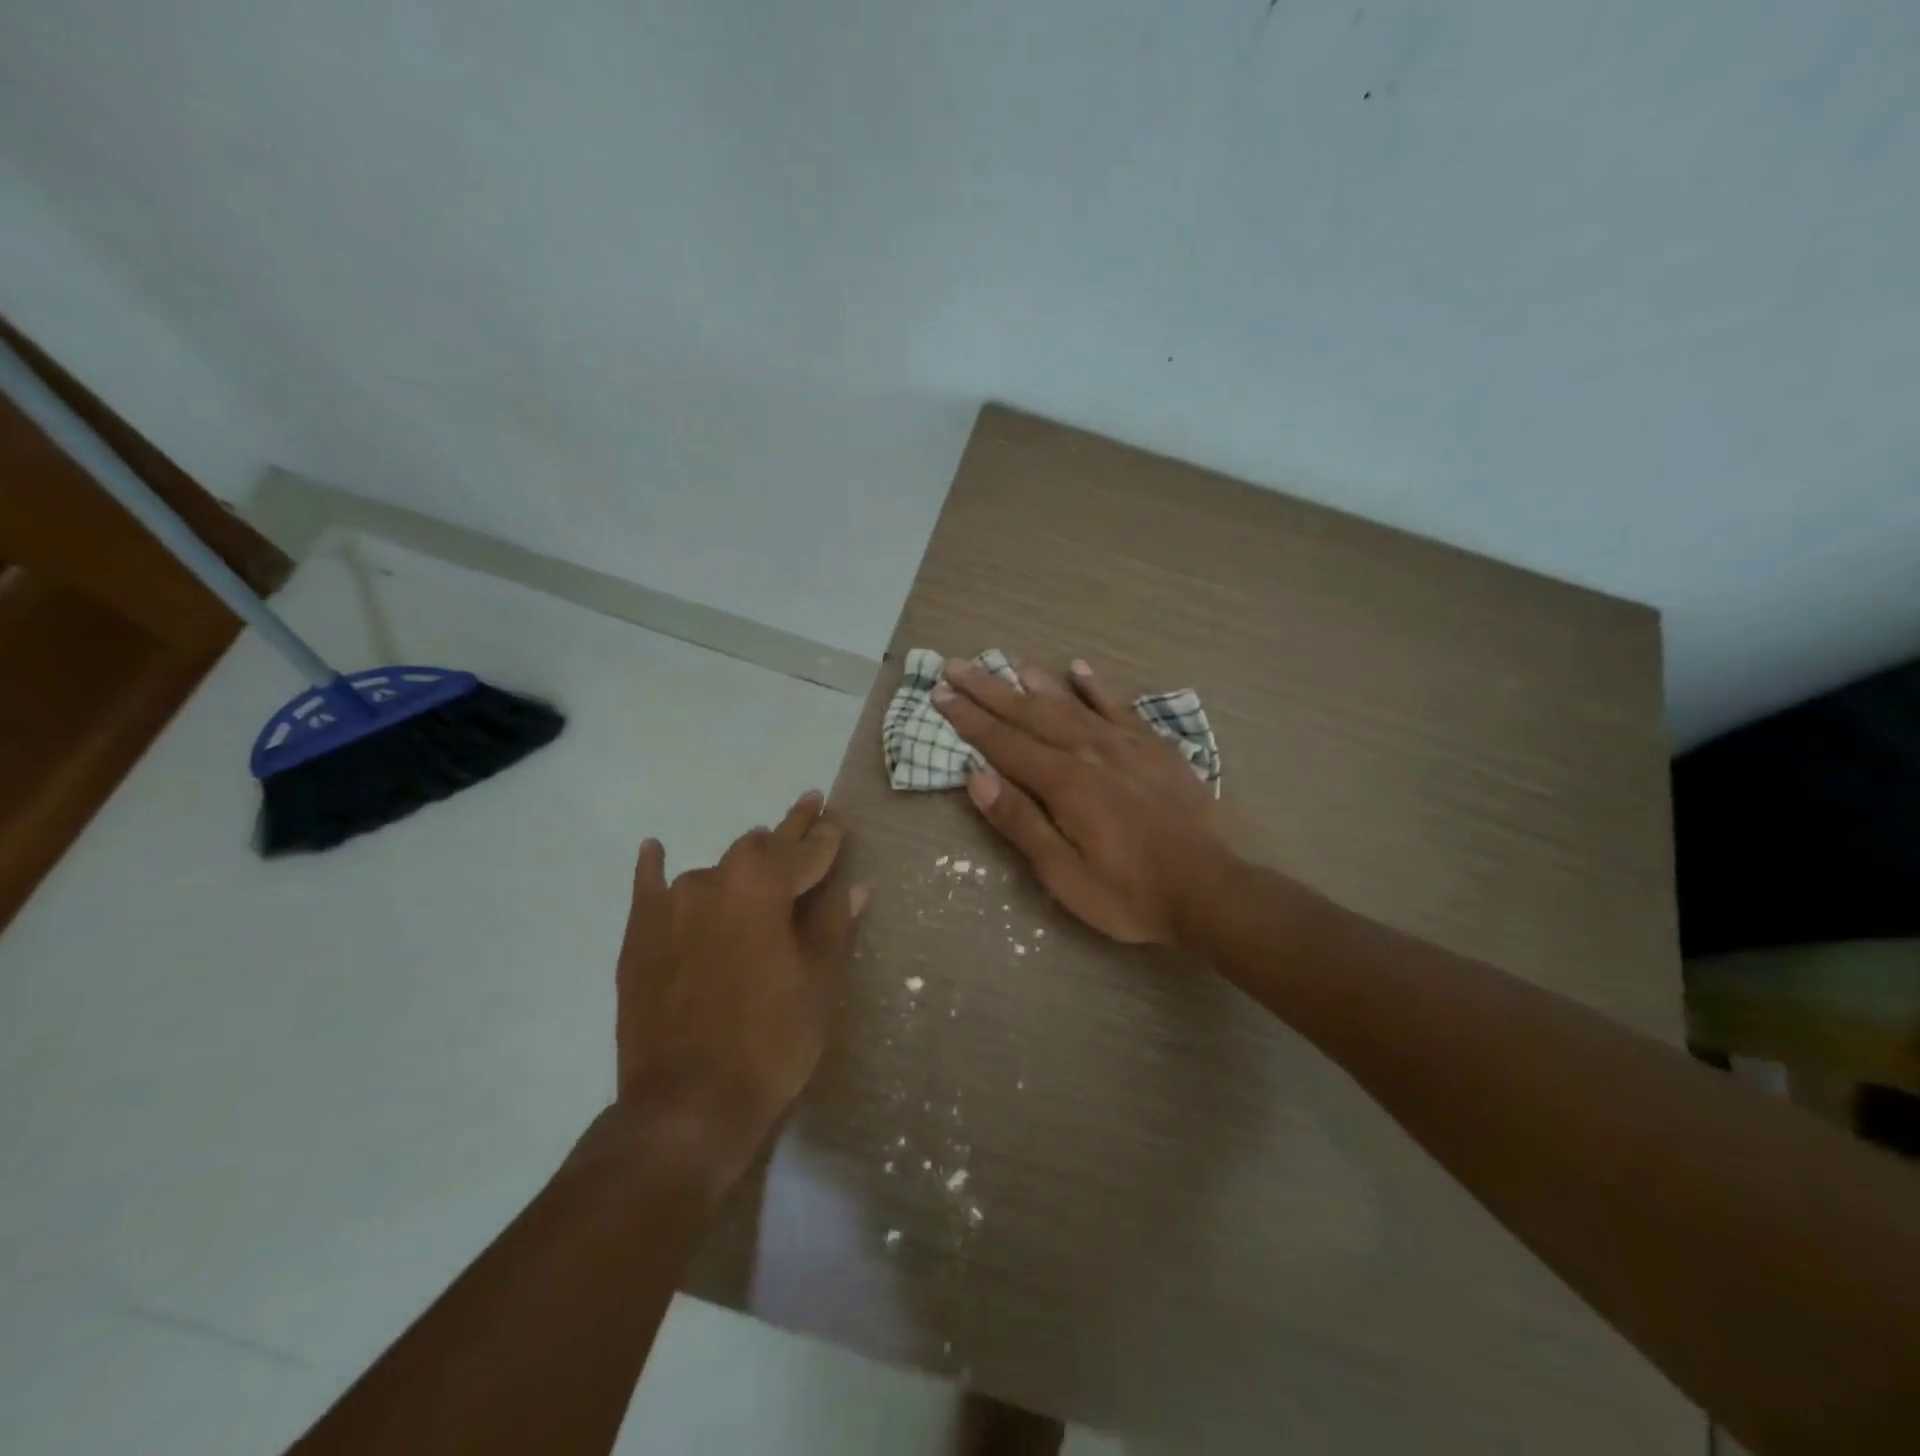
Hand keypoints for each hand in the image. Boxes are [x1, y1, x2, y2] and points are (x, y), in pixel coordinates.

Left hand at [612, 791, 866, 1180]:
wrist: (687, 1106)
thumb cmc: (772, 1041)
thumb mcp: (819, 982)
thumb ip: (833, 924)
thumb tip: (854, 886)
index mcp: (763, 886)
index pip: (805, 850)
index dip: (826, 836)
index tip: (838, 819)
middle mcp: (714, 880)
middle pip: (759, 847)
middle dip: (789, 832)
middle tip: (810, 810)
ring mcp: (671, 907)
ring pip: (715, 869)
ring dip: (741, 864)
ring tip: (759, 854)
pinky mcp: (640, 937)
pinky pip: (649, 889)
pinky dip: (654, 868)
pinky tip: (655, 849)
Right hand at [933, 657, 1233, 944]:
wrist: (1209, 889)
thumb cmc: (1128, 893)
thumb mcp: (1063, 874)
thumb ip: (1019, 822)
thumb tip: (975, 776)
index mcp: (1062, 782)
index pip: (1002, 742)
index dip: (968, 718)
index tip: (940, 694)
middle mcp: (1088, 750)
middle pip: (1029, 713)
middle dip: (989, 689)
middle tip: (956, 666)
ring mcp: (1125, 744)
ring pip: (1069, 702)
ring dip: (1033, 681)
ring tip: (1005, 659)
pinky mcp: (1154, 746)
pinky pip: (1119, 705)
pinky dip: (1096, 685)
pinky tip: (1078, 667)